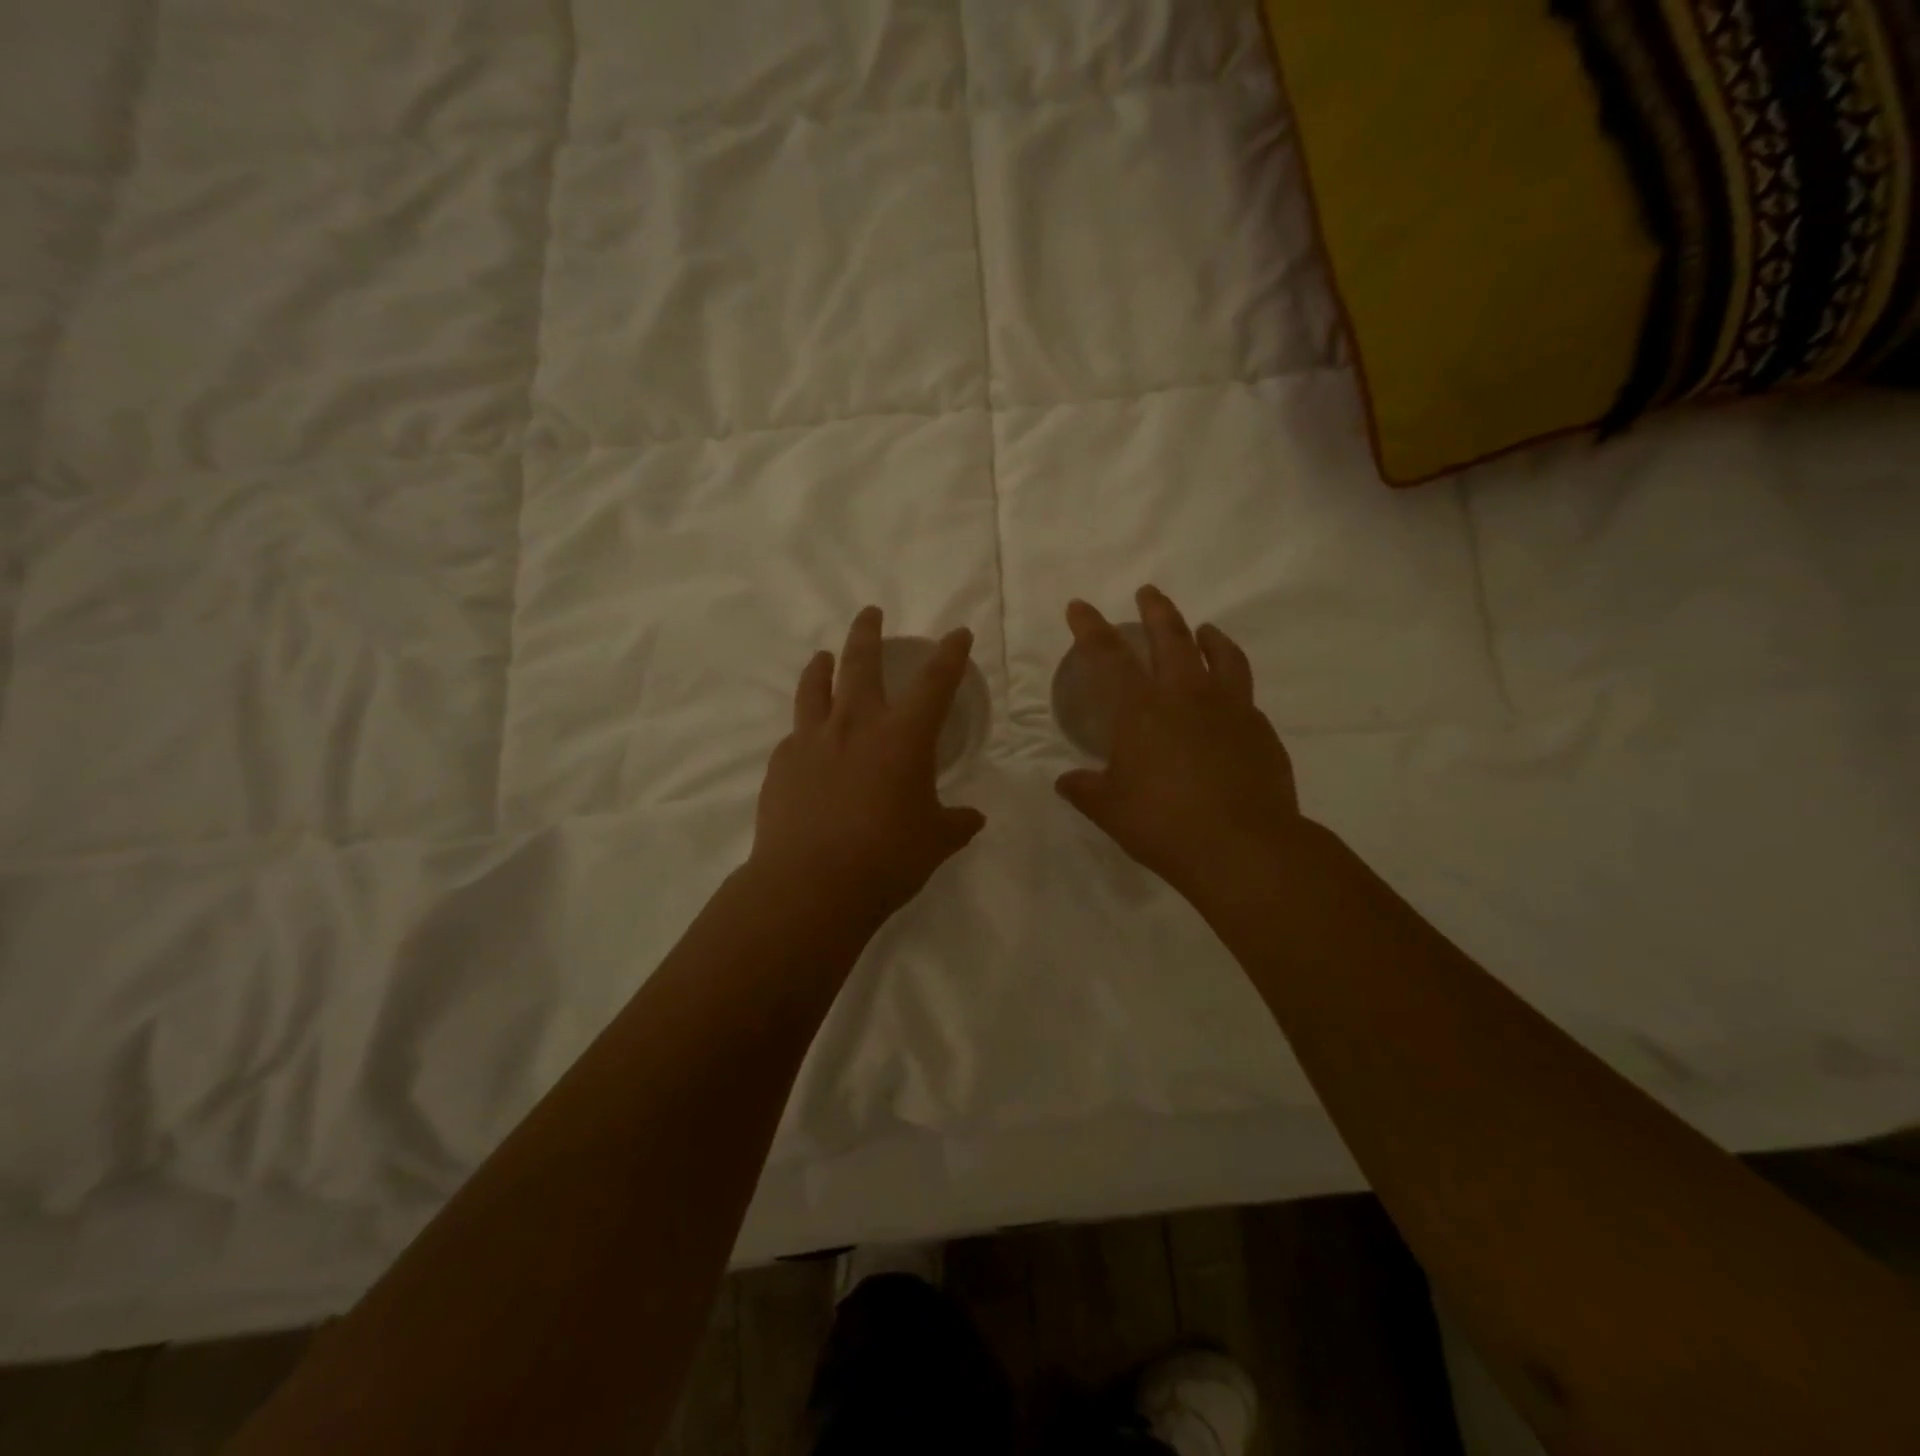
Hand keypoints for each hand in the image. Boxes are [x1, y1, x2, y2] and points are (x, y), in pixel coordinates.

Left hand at [751, 607, 986, 923]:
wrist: (810, 885)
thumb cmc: (886, 859)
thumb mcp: (935, 842)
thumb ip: (956, 823)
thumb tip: (973, 819)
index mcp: (904, 736)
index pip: (935, 681)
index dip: (950, 654)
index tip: (957, 634)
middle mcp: (857, 725)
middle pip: (861, 661)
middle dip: (868, 632)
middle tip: (870, 613)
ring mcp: (813, 740)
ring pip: (816, 686)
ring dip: (823, 665)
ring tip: (823, 656)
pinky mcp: (782, 764)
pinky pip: (795, 734)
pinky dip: (805, 728)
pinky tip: (806, 739)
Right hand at [1055, 587, 1302, 898]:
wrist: (1243, 846)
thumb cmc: (1163, 824)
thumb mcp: (1111, 810)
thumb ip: (1086, 790)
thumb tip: (1066, 782)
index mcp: (1140, 710)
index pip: (1108, 656)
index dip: (1090, 628)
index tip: (1079, 606)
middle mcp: (1185, 695)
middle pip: (1170, 636)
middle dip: (1155, 610)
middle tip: (1148, 593)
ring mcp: (1229, 708)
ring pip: (1220, 654)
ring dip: (1207, 636)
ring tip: (1204, 629)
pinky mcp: (1260, 728)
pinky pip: (1244, 691)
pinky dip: (1232, 681)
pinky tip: (1229, 697)